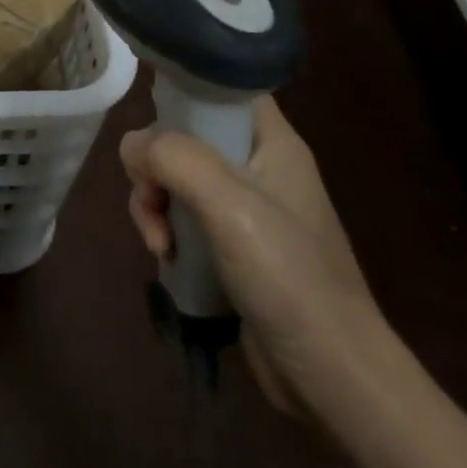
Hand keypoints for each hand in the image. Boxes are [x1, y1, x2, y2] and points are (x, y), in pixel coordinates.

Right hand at [121, 93, 383, 413]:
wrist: (333, 379)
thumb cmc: (290, 277)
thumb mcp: (230, 205)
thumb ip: (176, 159)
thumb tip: (133, 145)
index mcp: (272, 142)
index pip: (224, 88)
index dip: (186, 89)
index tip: (150, 114)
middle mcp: (259, 167)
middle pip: (187, 136)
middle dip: (156, 165)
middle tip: (152, 199)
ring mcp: (246, 210)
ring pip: (177, 179)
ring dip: (154, 204)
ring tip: (158, 244)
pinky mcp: (232, 248)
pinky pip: (183, 218)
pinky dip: (166, 232)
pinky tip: (166, 259)